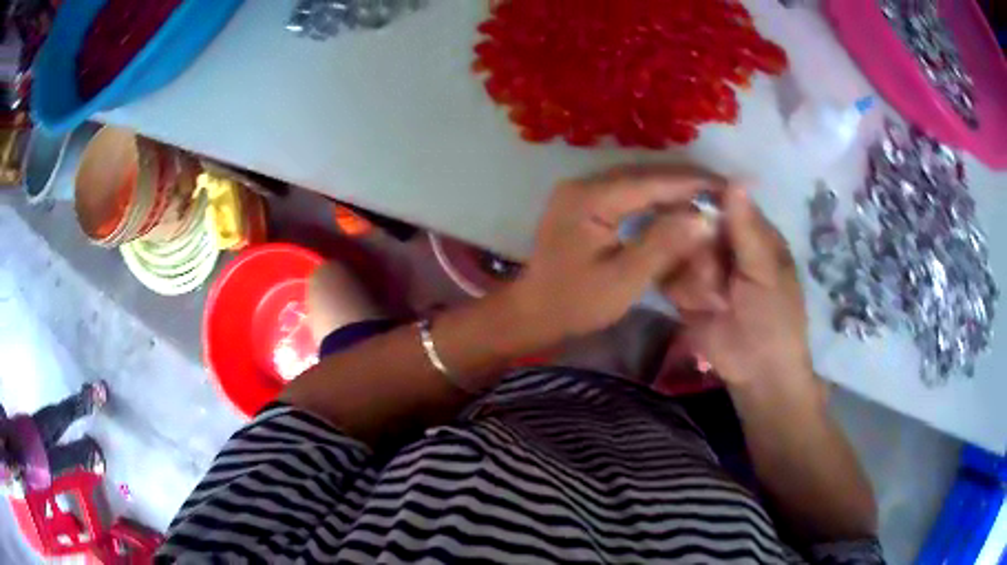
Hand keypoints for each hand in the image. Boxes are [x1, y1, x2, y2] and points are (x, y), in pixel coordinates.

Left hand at [508, 165, 723, 342]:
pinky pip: (627, 193)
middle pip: (644, 175)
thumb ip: (663, 245)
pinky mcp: (583, 203)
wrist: (533, 312)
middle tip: (722, 191)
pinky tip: (676, 206)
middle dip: (685, 182)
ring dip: (671, 188)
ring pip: (637, 182)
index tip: (726, 186)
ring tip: (707, 196)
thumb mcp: (624, 280)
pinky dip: (654, 199)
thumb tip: (703, 217)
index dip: (691, 183)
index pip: (651, 182)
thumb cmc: (576, 303)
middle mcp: (584, 184)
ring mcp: (581, 191)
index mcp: (590, 198)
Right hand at [677, 187, 813, 388]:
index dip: (704, 200)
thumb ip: (747, 229)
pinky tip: (699, 308)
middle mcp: (723, 243)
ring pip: (676, 251)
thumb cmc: (775, 318)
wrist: (756, 372)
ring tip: (717, 303)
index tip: (692, 210)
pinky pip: (667, 276)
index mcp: (751, 232)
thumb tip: (735, 179)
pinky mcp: (683, 291)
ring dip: (695, 280)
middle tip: (720, 280)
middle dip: (702, 253)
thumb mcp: (766, 272)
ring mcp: (701, 267)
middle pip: (691, 224)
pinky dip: (681, 292)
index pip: (720, 201)